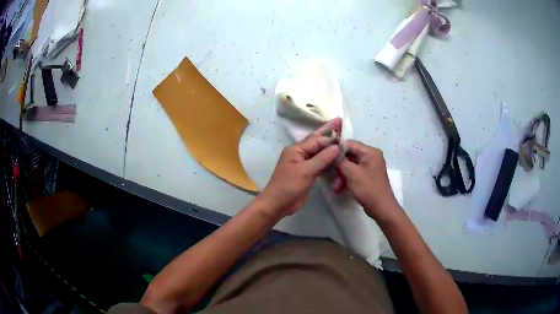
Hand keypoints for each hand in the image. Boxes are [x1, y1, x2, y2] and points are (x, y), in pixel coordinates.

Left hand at [258, 118, 342, 216]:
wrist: (278, 204)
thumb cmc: (289, 186)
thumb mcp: (306, 171)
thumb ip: (322, 158)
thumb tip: (337, 146)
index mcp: (296, 149)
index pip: (316, 140)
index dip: (330, 137)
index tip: (345, 134)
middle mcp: (300, 153)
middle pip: (317, 140)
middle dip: (328, 131)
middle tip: (340, 121)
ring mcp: (303, 162)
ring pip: (319, 151)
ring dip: (329, 144)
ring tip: (341, 135)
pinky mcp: (307, 172)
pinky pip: (319, 162)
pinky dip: (328, 158)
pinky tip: (336, 155)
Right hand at [335, 140, 400, 221]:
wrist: (381, 208)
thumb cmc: (368, 189)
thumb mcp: (352, 173)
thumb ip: (341, 161)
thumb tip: (332, 152)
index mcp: (370, 152)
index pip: (350, 144)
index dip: (336, 150)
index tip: (325, 157)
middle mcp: (371, 156)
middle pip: (349, 155)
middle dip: (339, 166)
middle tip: (330, 175)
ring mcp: (370, 166)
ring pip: (350, 165)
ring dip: (341, 175)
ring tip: (335, 187)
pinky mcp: (368, 176)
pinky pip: (354, 173)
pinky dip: (347, 179)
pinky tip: (339, 189)